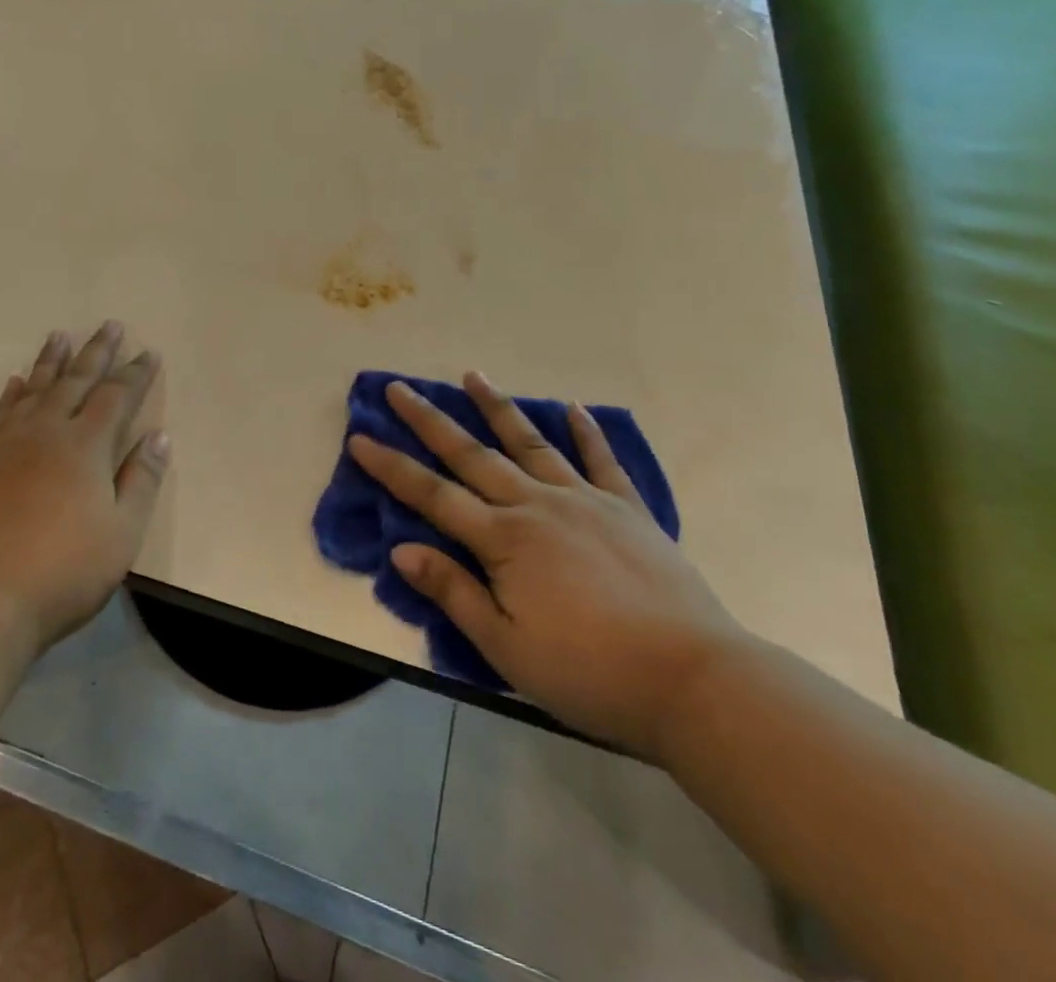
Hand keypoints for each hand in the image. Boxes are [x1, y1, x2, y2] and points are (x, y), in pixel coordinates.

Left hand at [0, 323, 169, 654]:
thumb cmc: (64, 569)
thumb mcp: (121, 532)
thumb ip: (141, 480)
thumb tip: (160, 435)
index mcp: (87, 445)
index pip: (117, 396)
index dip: (135, 374)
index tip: (148, 352)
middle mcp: (50, 431)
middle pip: (77, 380)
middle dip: (97, 352)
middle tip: (110, 324)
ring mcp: (14, 443)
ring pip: (37, 387)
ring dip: (52, 360)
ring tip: (60, 335)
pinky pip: (5, 412)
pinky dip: (14, 392)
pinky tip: (16, 382)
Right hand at [349, 375, 747, 760]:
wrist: (694, 680)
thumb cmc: (590, 673)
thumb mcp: (507, 648)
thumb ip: (453, 592)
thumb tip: (401, 548)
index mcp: (503, 540)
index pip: (432, 495)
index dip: (391, 467)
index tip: (360, 438)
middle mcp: (536, 506)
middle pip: (471, 455)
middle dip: (430, 421)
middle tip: (400, 388)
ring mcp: (585, 501)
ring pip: (530, 444)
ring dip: (498, 408)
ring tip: (473, 375)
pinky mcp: (628, 510)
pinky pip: (602, 462)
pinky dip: (587, 433)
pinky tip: (574, 408)